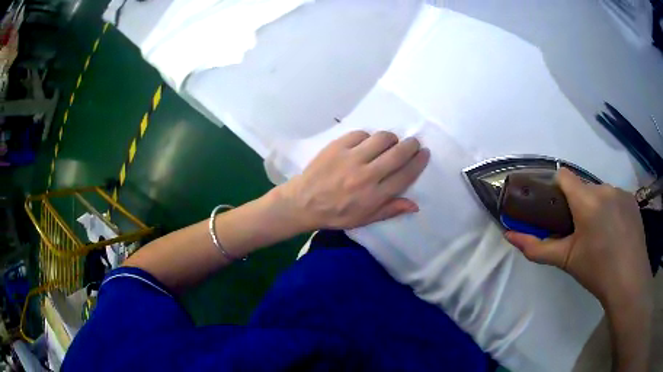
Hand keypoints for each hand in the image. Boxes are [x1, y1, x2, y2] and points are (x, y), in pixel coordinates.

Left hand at [276, 131, 429, 230]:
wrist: (304, 202)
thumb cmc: (336, 214)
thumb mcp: (364, 219)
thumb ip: (390, 210)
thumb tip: (415, 205)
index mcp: (374, 195)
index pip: (405, 175)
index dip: (418, 162)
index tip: (424, 153)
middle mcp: (366, 175)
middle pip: (398, 153)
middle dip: (411, 145)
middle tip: (413, 143)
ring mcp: (351, 158)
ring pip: (382, 139)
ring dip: (391, 139)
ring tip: (390, 143)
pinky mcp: (337, 146)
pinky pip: (361, 134)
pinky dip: (368, 137)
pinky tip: (366, 144)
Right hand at [504, 168, 652, 307]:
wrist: (629, 281)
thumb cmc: (597, 271)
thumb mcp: (566, 260)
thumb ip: (537, 248)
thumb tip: (509, 236)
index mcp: (587, 200)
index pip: (564, 175)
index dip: (556, 186)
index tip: (555, 206)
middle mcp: (604, 188)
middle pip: (584, 186)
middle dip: (578, 203)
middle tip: (579, 231)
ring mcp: (621, 192)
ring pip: (601, 193)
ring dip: (596, 207)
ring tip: (600, 235)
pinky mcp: (632, 200)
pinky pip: (616, 198)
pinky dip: (611, 209)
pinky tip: (615, 233)